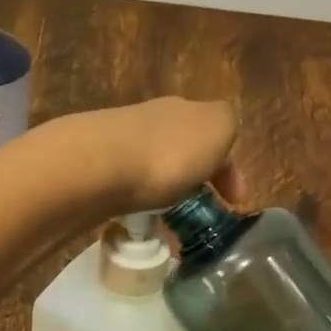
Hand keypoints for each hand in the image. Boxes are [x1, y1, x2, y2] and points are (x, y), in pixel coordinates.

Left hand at [40, 97, 240, 216]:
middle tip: (200, 212)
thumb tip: (217, 137)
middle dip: (195, 178)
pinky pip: (128, 186)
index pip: (215, 135)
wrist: (98, 165)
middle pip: (183, 149)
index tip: (234, 202)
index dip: (229, 168)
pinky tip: (140, 217)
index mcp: (187, 109)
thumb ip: (226, 126)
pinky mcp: (96, 167)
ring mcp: (120, 140)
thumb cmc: (169, 151)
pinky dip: (139, 201)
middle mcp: (153, 118)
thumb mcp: (219, 128)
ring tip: (169, 221)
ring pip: (155, 167)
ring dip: (166, 191)